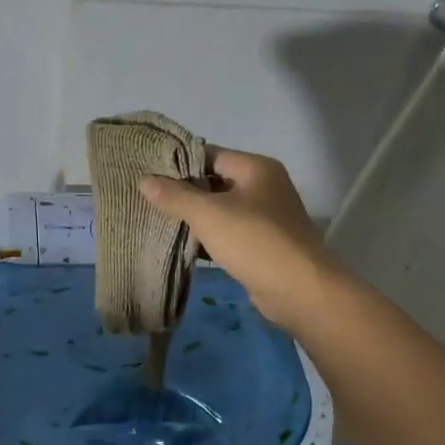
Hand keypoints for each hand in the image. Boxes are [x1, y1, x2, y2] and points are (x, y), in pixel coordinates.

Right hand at [140, 148, 341, 332]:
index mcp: (256, 168)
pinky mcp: (263, 245)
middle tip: (147, 199)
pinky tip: (183, 246)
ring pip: (221, 210)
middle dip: (183, 192)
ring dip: (194, 218)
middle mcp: (264, 187)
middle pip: (215, 182)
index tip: (148, 172)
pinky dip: (208, 238)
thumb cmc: (254, 241)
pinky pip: (229, 234)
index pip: (210, 154)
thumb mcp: (208, 214)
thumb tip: (144, 180)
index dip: (179, 163)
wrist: (300, 290)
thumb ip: (175, 196)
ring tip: (157, 221)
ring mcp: (266, 217)